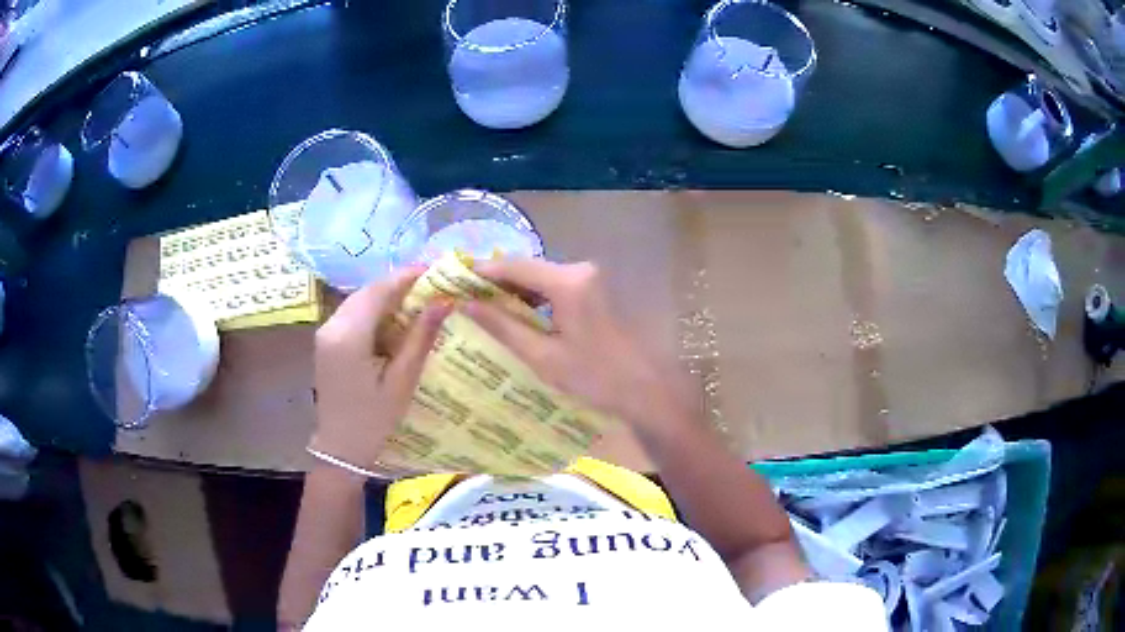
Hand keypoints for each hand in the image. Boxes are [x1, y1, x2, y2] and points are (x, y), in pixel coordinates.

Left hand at [309, 268, 451, 467]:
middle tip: (434, 287)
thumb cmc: (373, 421)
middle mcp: (332, 325)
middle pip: (369, 291)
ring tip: (420, 302)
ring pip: (360, 300)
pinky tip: (395, 321)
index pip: (380, 290)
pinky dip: (375, 311)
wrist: (340, 448)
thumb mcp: (402, 381)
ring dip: (388, 297)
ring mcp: (326, 332)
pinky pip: (353, 314)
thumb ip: (420, 337)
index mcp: (349, 335)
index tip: (438, 269)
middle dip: (400, 284)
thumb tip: (444, 301)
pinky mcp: (327, 341)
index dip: (408, 275)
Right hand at [463, 259, 698, 429]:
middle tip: (466, 298)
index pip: (514, 266)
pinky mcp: (598, 290)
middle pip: (528, 268)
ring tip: (485, 308)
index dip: (482, 271)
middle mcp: (581, 269)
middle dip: (497, 282)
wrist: (647, 389)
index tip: (454, 280)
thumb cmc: (595, 377)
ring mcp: (593, 278)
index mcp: (568, 282)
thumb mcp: (543, 355)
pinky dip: (536, 297)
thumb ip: (503, 326)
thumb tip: (467, 305)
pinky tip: (518, 315)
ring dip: (516, 290)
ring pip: (542, 277)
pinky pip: (557, 286)